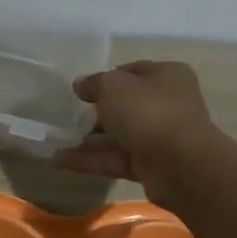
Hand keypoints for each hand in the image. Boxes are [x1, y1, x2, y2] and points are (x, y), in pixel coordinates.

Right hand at [53, 60, 218, 207]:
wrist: (180, 164)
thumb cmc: (148, 111)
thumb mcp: (113, 86)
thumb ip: (94, 83)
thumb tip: (80, 84)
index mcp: (166, 76)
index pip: (133, 71)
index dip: (107, 78)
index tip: (82, 89)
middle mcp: (168, 104)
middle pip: (127, 106)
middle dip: (97, 112)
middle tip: (69, 117)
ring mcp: (160, 137)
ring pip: (120, 136)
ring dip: (89, 140)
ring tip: (56, 141)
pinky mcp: (151, 166)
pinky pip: (116, 160)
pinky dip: (90, 161)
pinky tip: (59, 161)